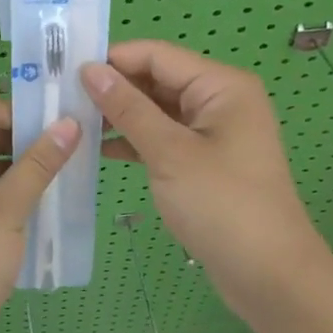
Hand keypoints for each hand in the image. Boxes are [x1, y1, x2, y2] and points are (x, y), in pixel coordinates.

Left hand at [0, 98, 78, 332]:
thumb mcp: (5, 211)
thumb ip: (38, 165)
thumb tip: (69, 124)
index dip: (27, 113)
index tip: (69, 122)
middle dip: (28, 142)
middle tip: (76, 146)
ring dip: (21, 171)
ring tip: (68, 172)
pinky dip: (9, 195)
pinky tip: (43, 203)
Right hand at [81, 41, 328, 310]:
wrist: (270, 277)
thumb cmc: (222, 205)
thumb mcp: (169, 152)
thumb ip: (127, 108)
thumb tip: (89, 70)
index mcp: (220, 85)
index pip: (156, 55)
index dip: (112, 59)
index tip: (66, 71)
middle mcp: (219, 99)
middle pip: (157, 79)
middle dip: (113, 87)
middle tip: (62, 98)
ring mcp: (212, 131)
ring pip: (157, 109)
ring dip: (120, 114)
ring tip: (72, 121)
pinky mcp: (204, 160)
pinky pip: (163, 136)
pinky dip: (134, 139)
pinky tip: (98, 148)